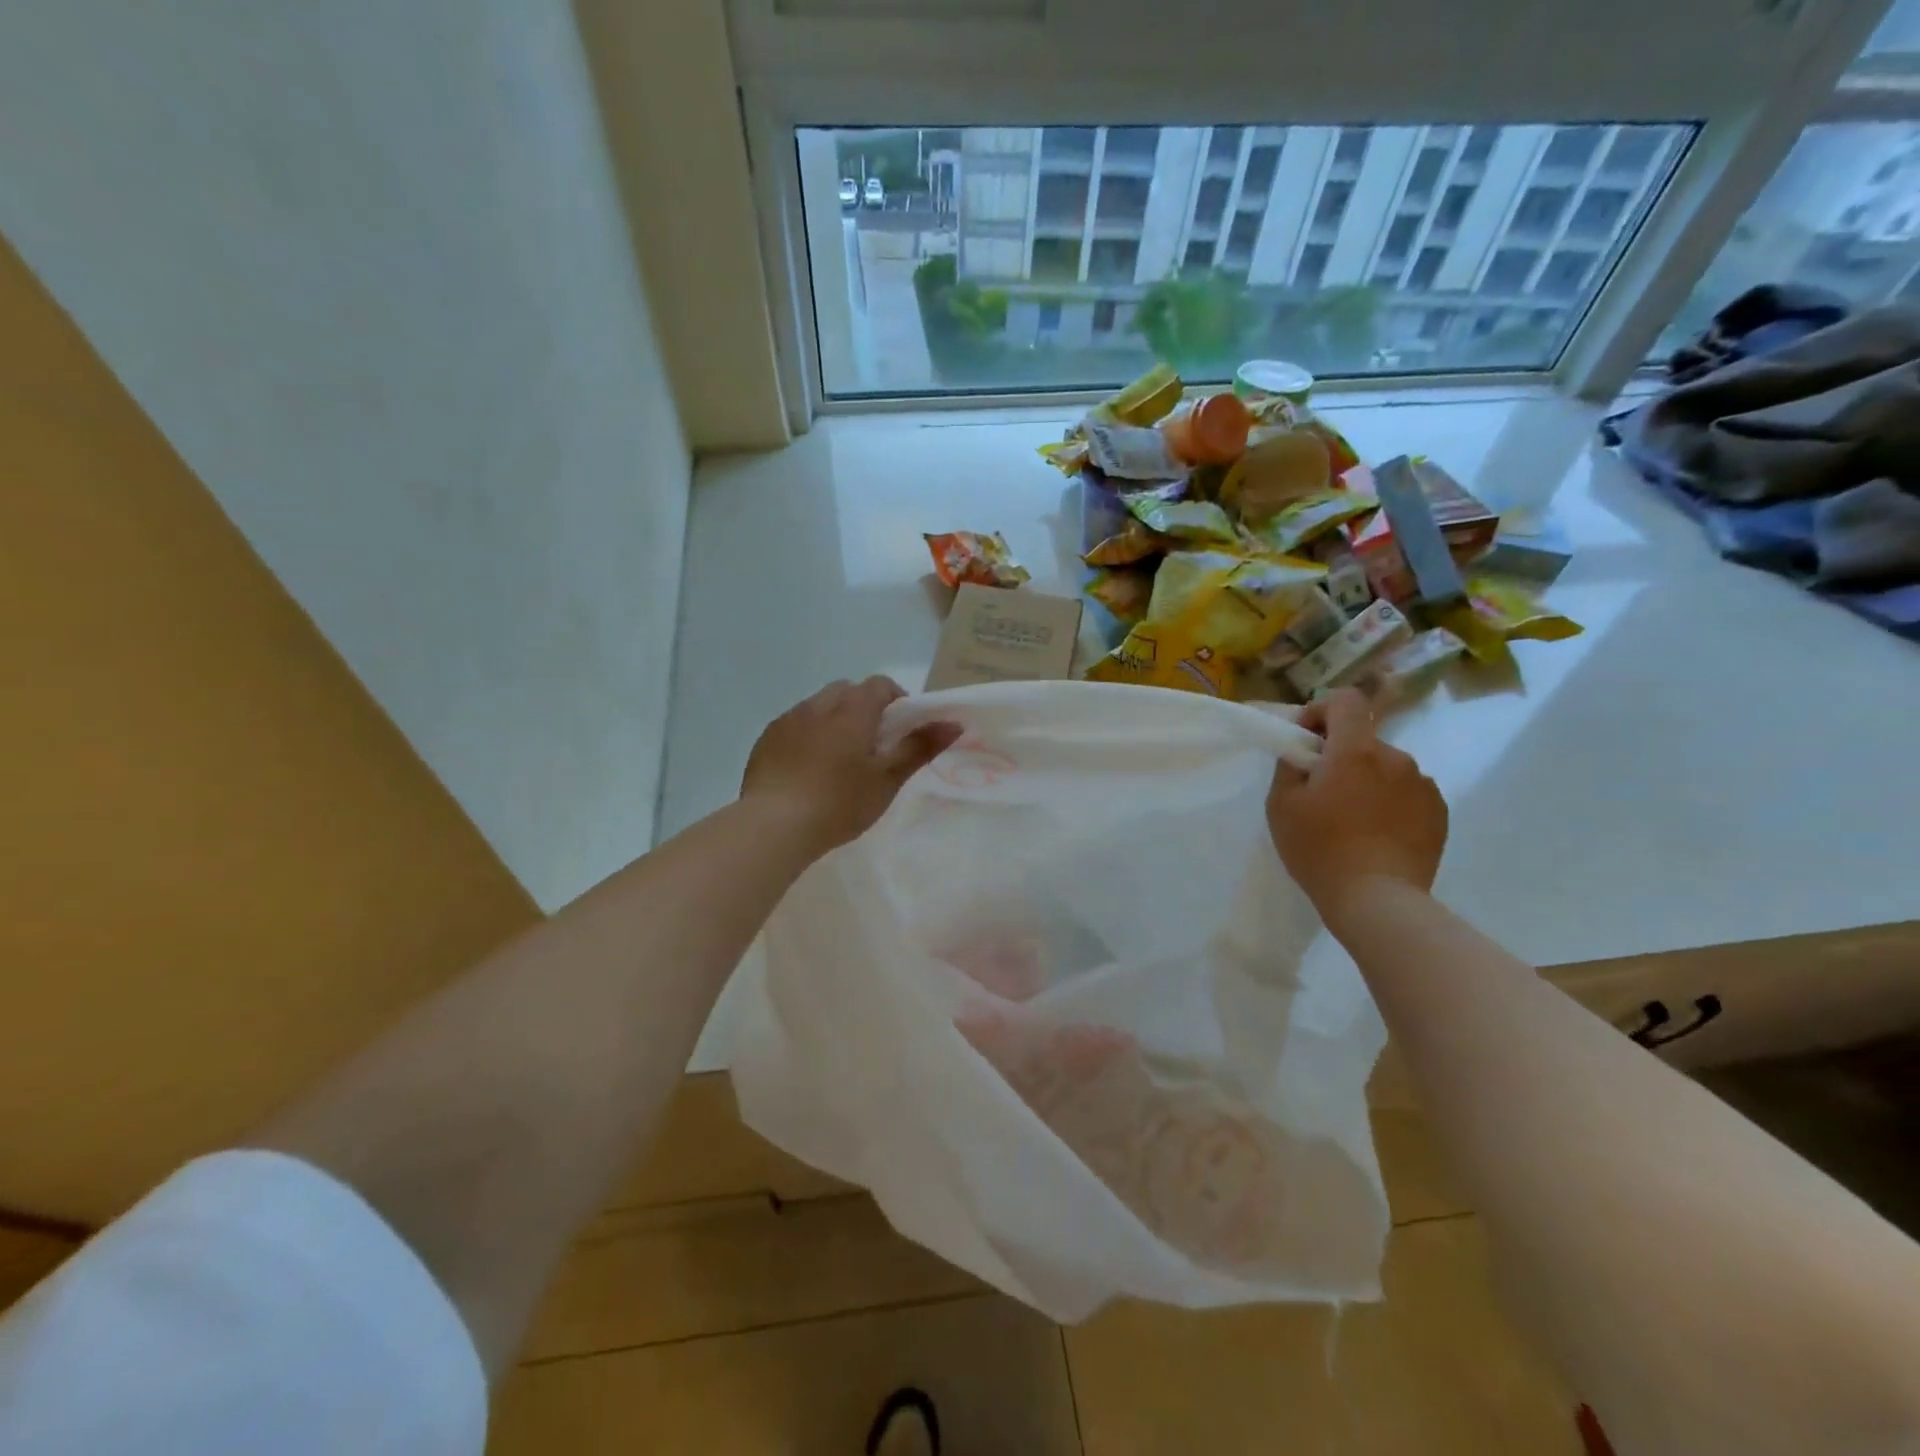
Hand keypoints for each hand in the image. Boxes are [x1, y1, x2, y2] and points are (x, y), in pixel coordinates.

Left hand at [741, 677, 961, 856]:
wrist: (773, 825)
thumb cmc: (839, 802)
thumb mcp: (887, 779)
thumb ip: (919, 748)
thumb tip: (953, 723)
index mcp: (852, 710)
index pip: (880, 685)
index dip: (896, 699)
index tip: (902, 728)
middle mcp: (818, 705)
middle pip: (847, 691)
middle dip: (863, 707)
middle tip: (873, 744)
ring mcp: (788, 720)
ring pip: (818, 706)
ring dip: (833, 719)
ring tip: (839, 758)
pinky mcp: (766, 740)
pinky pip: (794, 725)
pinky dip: (807, 735)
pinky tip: (808, 769)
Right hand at [1266, 688, 1447, 927]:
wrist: (1377, 900)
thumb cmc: (1319, 849)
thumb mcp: (1282, 805)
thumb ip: (1290, 766)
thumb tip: (1305, 752)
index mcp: (1355, 750)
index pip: (1346, 700)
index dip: (1322, 710)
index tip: (1307, 740)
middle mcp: (1395, 757)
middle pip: (1364, 740)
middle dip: (1342, 757)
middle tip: (1323, 793)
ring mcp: (1423, 785)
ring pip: (1387, 769)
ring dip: (1368, 781)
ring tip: (1352, 820)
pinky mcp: (1439, 813)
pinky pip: (1408, 794)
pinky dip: (1391, 803)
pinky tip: (1378, 834)